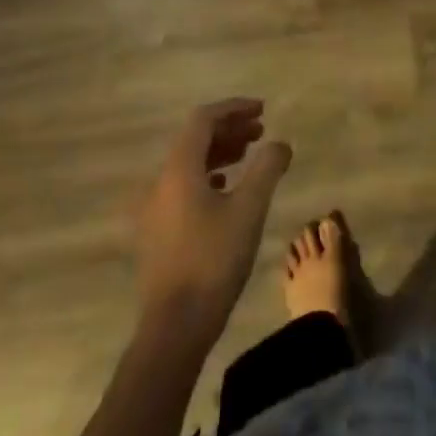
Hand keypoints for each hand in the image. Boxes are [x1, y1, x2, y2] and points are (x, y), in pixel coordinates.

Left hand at [133, 99, 291, 343]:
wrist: (174, 328)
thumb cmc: (213, 261)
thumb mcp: (249, 210)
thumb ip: (267, 169)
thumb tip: (280, 143)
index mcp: (178, 168)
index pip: (203, 119)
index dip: (233, 108)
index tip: (262, 109)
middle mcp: (160, 180)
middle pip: (194, 139)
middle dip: (229, 129)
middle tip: (260, 131)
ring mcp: (154, 207)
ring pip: (189, 163)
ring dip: (219, 152)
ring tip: (249, 155)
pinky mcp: (156, 231)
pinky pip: (183, 186)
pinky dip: (207, 176)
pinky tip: (226, 190)